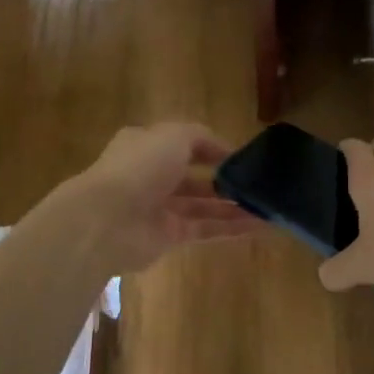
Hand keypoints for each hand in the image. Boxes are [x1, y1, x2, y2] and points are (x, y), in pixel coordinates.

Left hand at [60, 123, 260, 274]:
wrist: (106, 221)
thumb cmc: (139, 167)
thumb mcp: (174, 136)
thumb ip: (201, 138)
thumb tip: (225, 151)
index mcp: (147, 146)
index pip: (184, 144)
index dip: (213, 148)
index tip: (243, 156)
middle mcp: (152, 176)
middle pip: (195, 177)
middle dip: (225, 180)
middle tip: (259, 183)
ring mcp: (159, 208)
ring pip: (204, 206)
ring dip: (234, 206)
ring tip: (268, 205)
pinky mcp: (168, 237)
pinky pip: (205, 229)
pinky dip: (232, 228)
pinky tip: (261, 226)